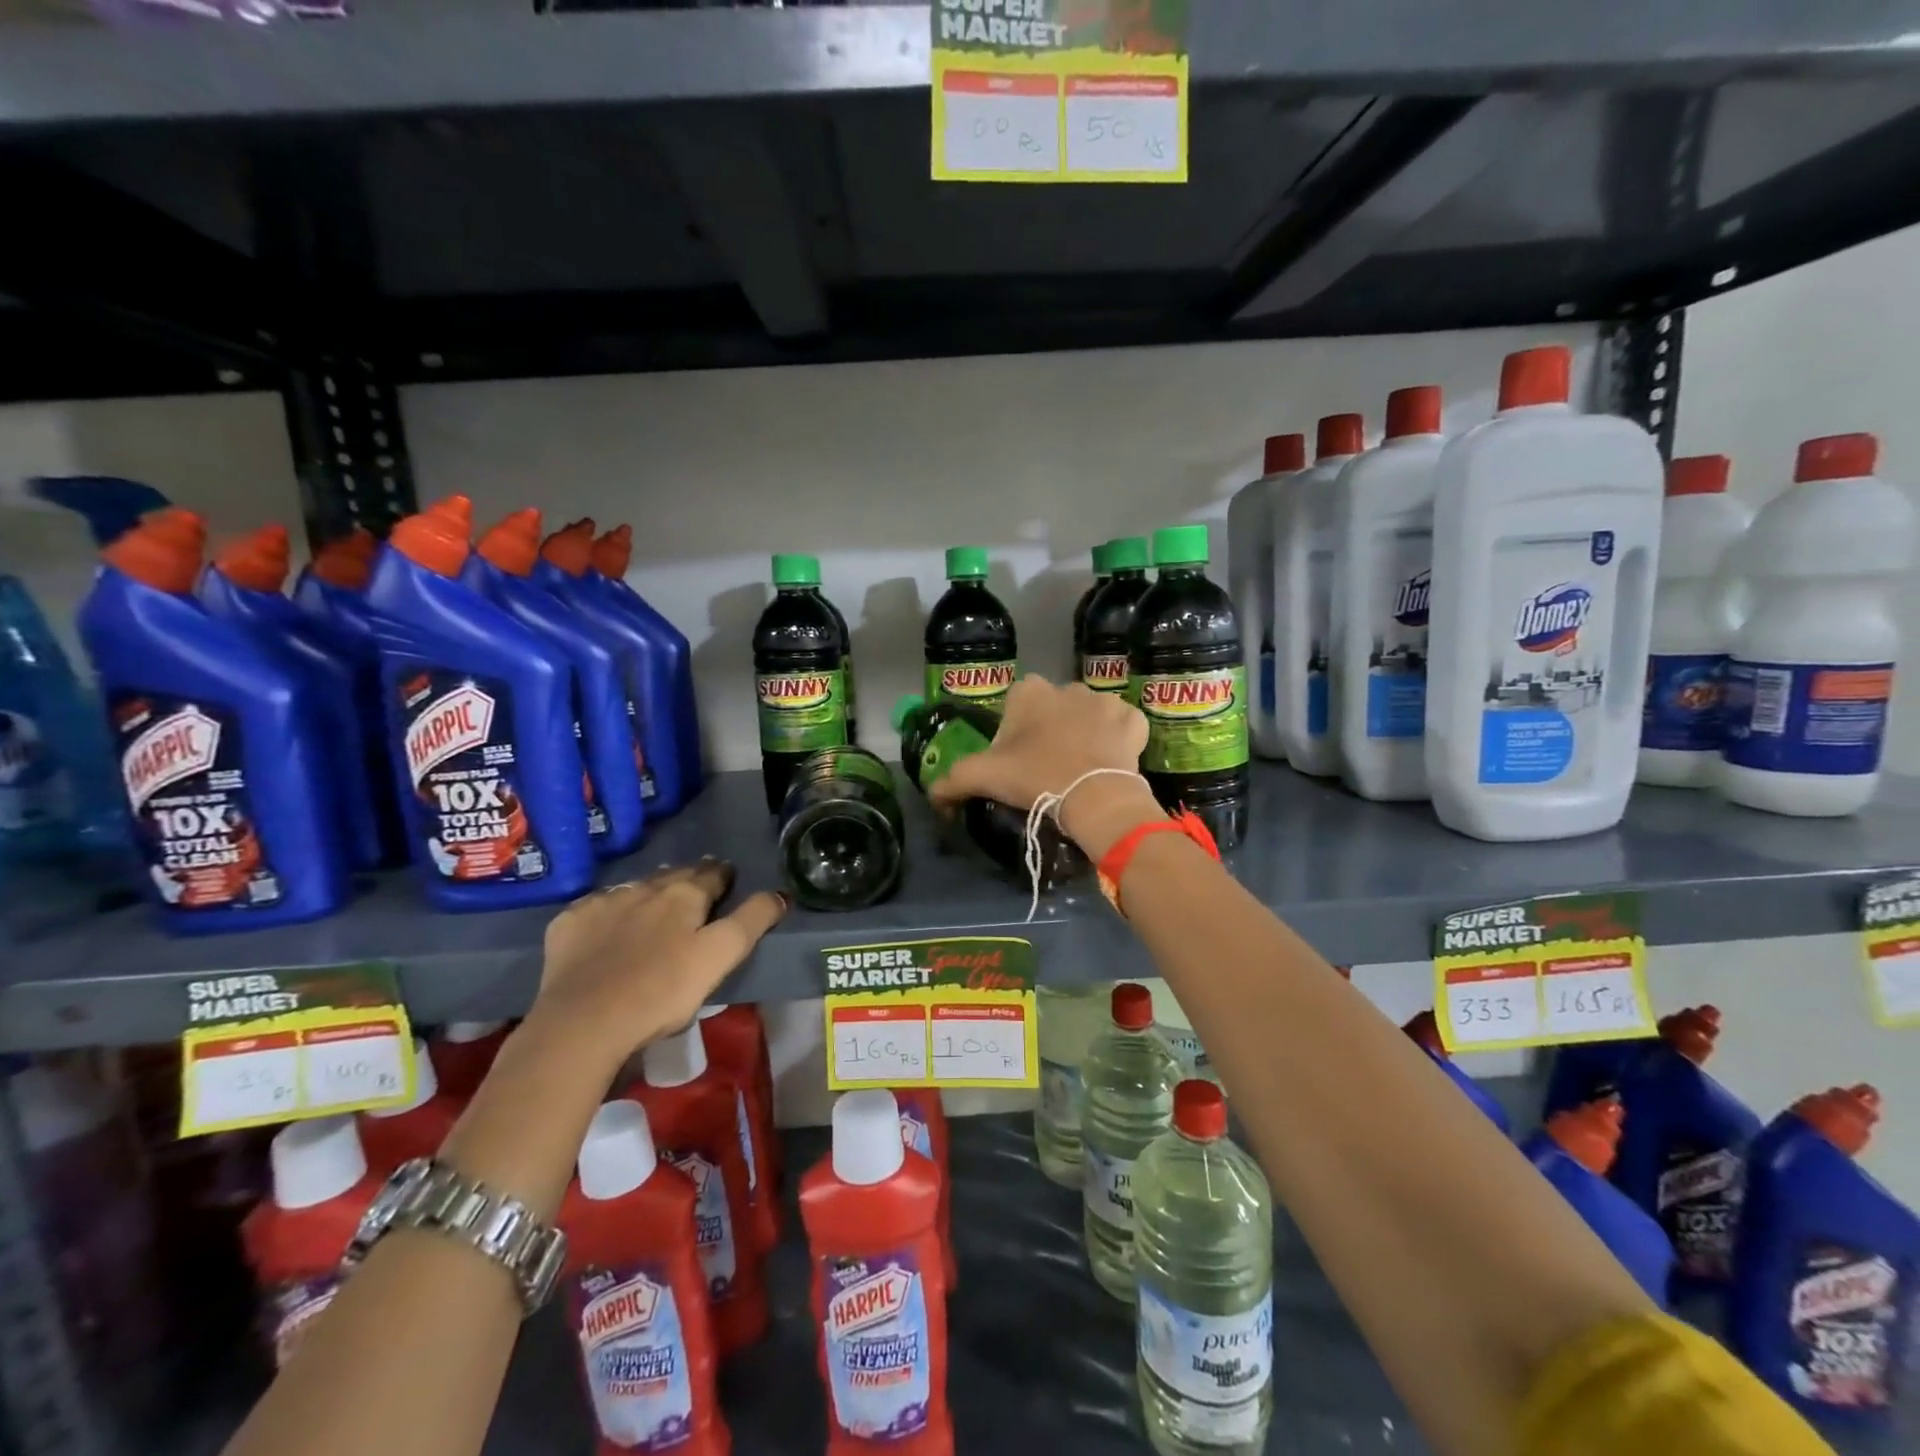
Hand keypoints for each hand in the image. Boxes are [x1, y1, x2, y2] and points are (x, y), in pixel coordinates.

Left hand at [527, 859, 786, 1067]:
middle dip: (687, 880)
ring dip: (649, 893)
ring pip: (635, 889)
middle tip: (695, 893)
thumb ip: (752, 921)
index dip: (724, 876)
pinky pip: (596, 908)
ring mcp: (602, 904)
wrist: (583, 1022)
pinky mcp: (569, 925)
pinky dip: (609, 912)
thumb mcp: (721, 957)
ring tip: (654, 908)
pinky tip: (608, 928)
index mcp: (684, 894)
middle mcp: (644, 888)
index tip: (729, 881)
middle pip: (673, 876)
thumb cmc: (662, 990)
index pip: (712, 874)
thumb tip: (779, 894)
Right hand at [927, 676, 1161, 857]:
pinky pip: (1121, 728)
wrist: (1094, 797)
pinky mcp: (1132, 720)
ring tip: (1079, 769)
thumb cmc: (1035, 776)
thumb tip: (933, 796)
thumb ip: (950, 782)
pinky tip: (1109, 762)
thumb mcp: (982, 778)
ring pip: (1087, 717)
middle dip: (1049, 732)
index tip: (1016, 762)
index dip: (1013, 735)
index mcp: (1029, 691)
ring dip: (1083, 734)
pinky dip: (1116, 741)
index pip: (1014, 707)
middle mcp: (1067, 686)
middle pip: (1051, 710)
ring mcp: (1105, 701)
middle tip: (1046, 768)